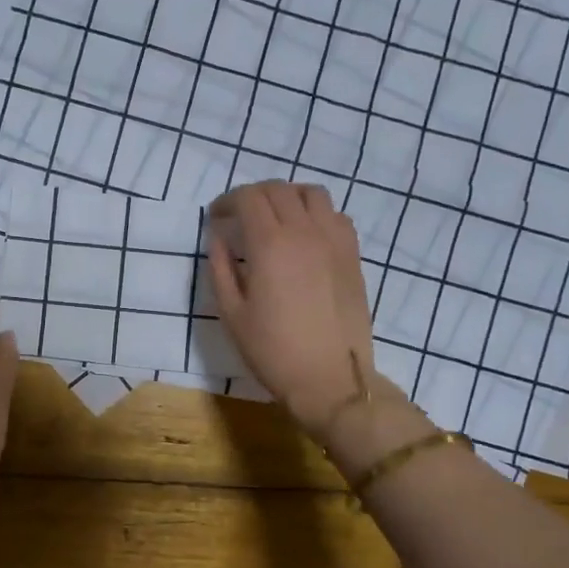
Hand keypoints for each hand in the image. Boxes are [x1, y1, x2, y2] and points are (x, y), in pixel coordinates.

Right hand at [206, 182, 388, 434]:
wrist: (329, 378)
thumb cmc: (273, 351)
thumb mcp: (232, 314)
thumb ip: (221, 269)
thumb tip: (218, 238)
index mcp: (270, 244)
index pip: (248, 198)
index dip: (227, 201)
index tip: (215, 217)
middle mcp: (305, 231)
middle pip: (278, 189)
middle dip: (252, 196)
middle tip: (238, 217)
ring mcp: (334, 240)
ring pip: (312, 193)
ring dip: (287, 196)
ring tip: (274, 217)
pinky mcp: (353, 255)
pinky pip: (335, 215)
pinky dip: (315, 213)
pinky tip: (305, 235)